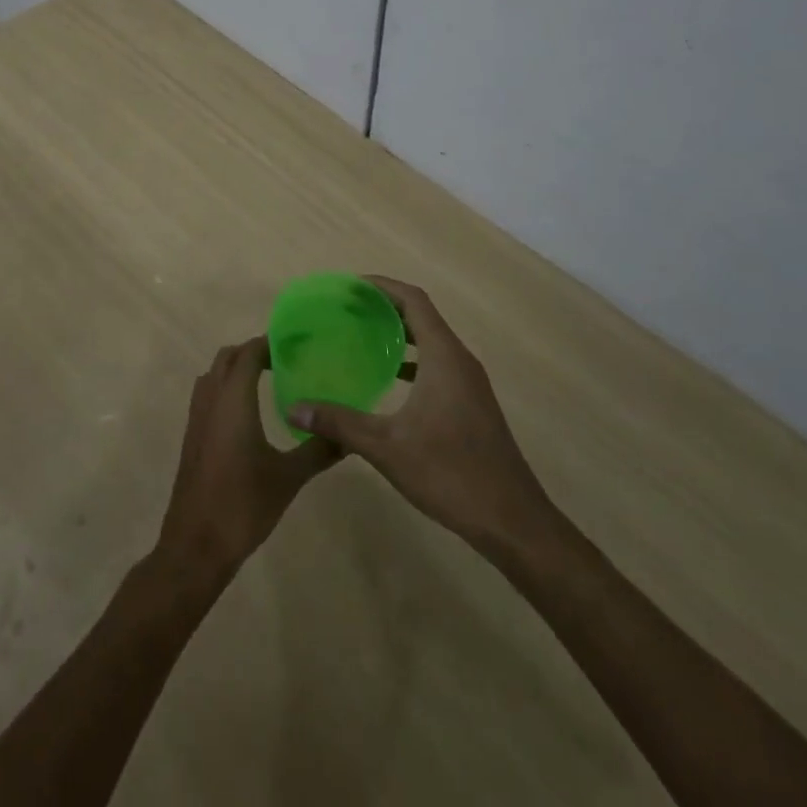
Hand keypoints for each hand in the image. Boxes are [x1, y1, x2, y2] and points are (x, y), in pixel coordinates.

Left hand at [156, 338, 340, 583]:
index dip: (269, 343)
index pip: (248, 353)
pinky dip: (225, 388)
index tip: (296, 343)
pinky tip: (247, 413)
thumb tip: (349, 435)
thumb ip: (318, 450)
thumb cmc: (243, 505)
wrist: (196, 545)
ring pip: (213, 375)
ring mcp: (197, 418)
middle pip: (228, 357)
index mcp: (233, 400)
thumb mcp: (288, 477)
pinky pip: (207, 395)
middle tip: (285, 360)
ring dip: (235, 368)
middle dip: (252, 352)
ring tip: (268, 380)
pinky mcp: (192, 437)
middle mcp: (211, 400)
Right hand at [286, 277, 551, 550]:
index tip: (350, 286)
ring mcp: (470, 383)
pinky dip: (413, 360)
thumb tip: (294, 407)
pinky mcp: (472, 404)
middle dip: (386, 307)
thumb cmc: (451, 474)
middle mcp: (460, 360)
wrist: (512, 521)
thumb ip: (340, 423)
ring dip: (400, 333)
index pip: (413, 300)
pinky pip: (438, 364)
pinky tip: (389, 378)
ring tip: (362, 336)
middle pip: (422, 316)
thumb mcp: (387, 447)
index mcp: (444, 357)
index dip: (382, 287)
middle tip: (347, 309)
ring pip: (432, 342)